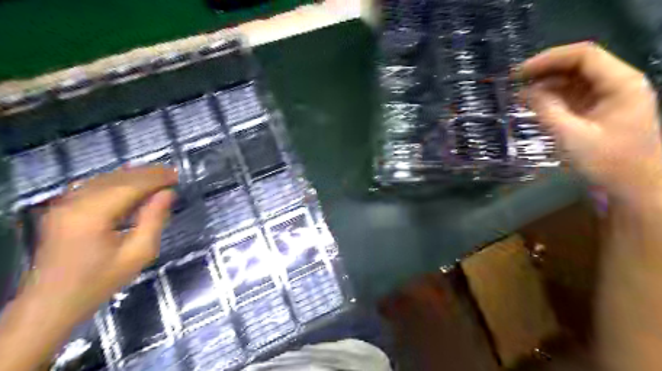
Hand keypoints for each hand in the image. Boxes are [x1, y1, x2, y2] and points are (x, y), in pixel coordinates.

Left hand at [26, 166, 177, 325]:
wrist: (52, 304)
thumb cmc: (100, 281)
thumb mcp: (138, 254)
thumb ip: (154, 219)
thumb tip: (168, 193)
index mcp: (92, 215)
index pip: (130, 186)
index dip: (156, 178)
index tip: (177, 175)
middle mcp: (74, 203)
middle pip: (116, 179)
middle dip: (146, 174)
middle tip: (172, 172)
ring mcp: (63, 205)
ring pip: (103, 179)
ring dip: (132, 175)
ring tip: (157, 175)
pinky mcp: (61, 210)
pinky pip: (92, 186)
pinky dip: (115, 181)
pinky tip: (129, 182)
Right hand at [520, 42, 658, 205]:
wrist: (633, 187)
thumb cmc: (607, 162)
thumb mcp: (572, 135)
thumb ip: (547, 110)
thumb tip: (524, 92)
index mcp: (620, 84)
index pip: (583, 56)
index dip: (549, 59)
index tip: (519, 73)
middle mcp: (616, 84)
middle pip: (577, 66)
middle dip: (544, 71)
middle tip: (514, 82)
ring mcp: (607, 98)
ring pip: (572, 81)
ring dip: (545, 85)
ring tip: (518, 96)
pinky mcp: (597, 111)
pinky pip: (571, 97)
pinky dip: (551, 99)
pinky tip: (532, 106)